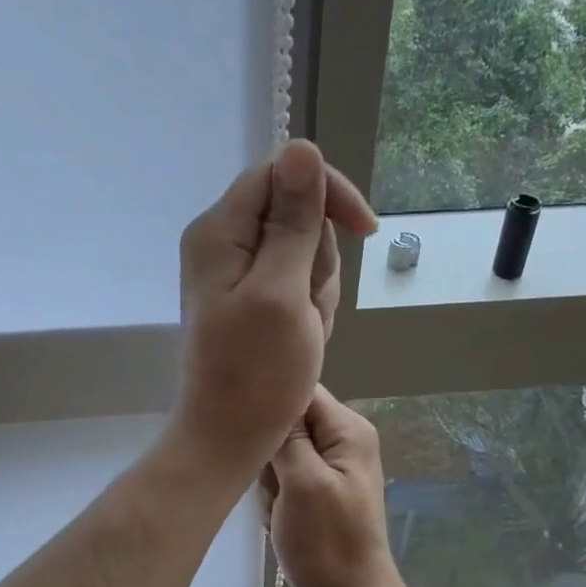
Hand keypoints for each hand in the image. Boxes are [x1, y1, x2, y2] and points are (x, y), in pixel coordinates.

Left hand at [172, 141, 377, 479]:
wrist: (228, 439)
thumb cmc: (255, 374)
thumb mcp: (282, 292)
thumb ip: (293, 221)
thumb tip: (302, 148)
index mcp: (221, 231)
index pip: (283, 173)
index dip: (328, 194)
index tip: (365, 230)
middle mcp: (223, 243)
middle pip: (298, 216)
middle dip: (320, 261)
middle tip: (308, 309)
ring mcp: (237, 275)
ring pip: (304, 255)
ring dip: (318, 293)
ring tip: (304, 333)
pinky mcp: (251, 303)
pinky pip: (297, 287)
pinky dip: (309, 312)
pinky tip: (301, 342)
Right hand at [265, 385, 413, 586]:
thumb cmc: (328, 543)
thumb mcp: (303, 484)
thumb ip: (287, 437)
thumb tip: (270, 395)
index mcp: (347, 430)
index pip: (299, 391)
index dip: (271, 408)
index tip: (251, 435)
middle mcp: (341, 441)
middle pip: (286, 424)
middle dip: (270, 456)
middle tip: (275, 488)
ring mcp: (330, 468)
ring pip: (279, 455)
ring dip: (270, 484)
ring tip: (280, 511)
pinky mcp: (318, 492)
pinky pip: (284, 481)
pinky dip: (276, 501)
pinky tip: (281, 522)